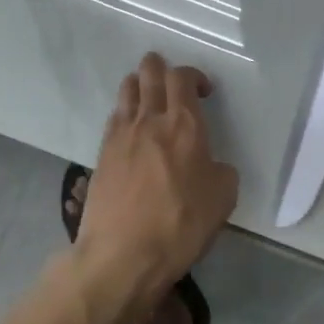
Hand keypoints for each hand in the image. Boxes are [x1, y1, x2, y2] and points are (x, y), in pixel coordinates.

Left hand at [73, 52, 238, 315]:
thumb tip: (210, 165)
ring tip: (150, 99)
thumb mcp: (223, 199)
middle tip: (172, 81)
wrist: (121, 256)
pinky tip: (131, 129)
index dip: (193, 75)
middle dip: (160, 67)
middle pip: (149, 72)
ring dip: (140, 85)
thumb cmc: (180, 225)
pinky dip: (125, 112)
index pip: (182, 77)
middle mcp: (150, 120)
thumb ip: (221, 171)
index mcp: (184, 125)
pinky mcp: (101, 154)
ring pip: (127, 89)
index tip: (203, 91)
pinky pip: (114, 117)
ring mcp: (120, 135)